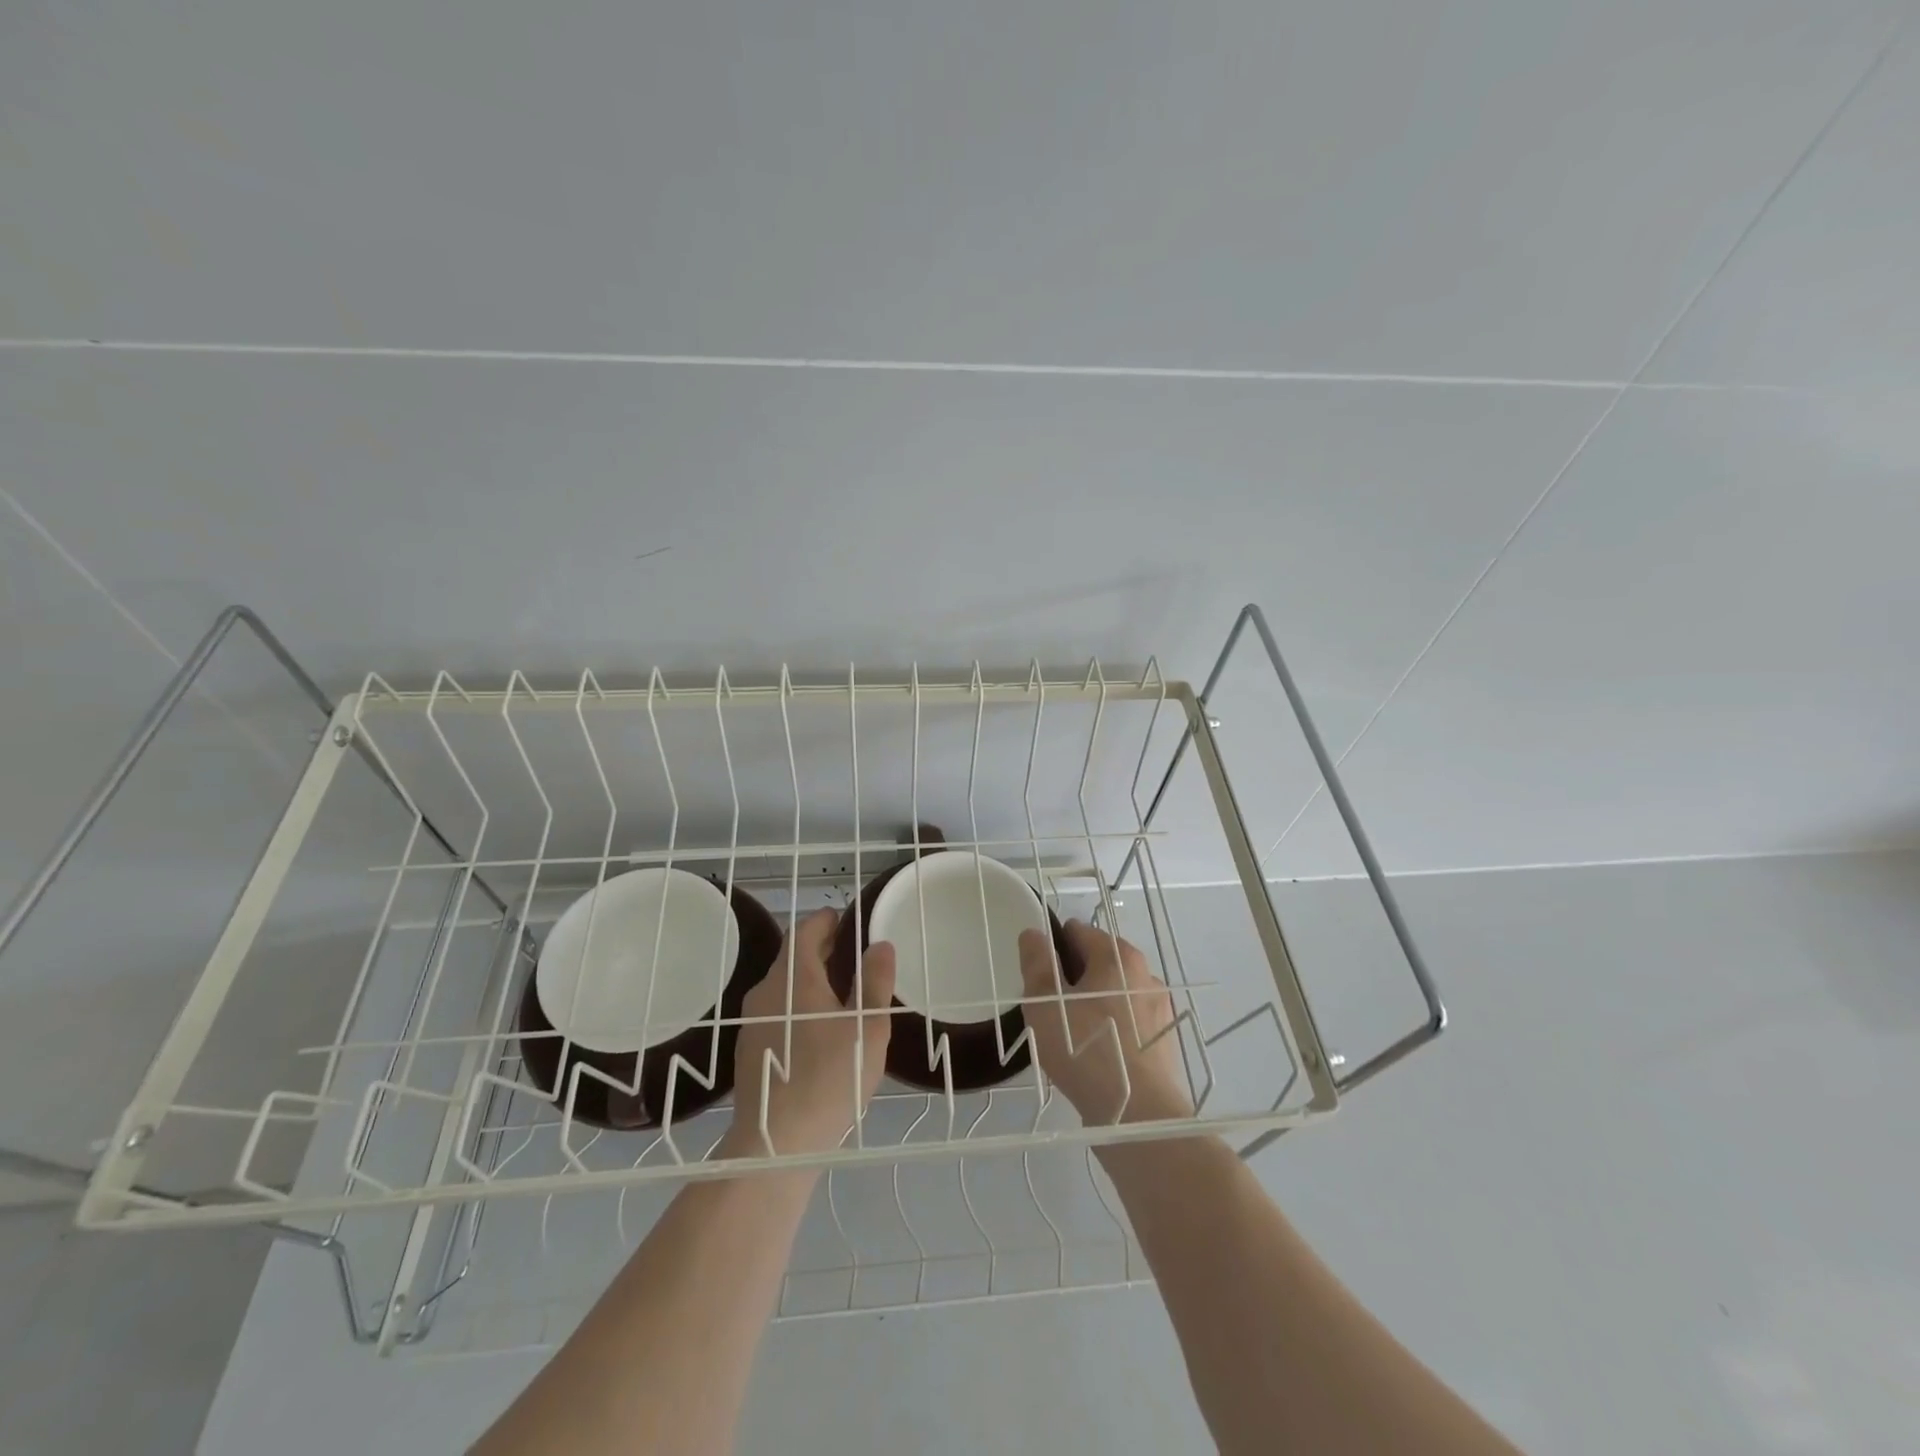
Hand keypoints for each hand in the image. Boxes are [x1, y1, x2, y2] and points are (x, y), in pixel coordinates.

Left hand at [727, 908, 894, 1157]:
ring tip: (840, 991)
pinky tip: (817, 1030)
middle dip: (820, 949)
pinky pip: (775, 1011)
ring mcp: (752, 1021)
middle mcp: (766, 990)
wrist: (777, 1143)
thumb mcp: (868, 1027)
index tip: (846, 920)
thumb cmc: (831, 1076)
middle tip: (850, 953)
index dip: (826, 921)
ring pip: (783, 986)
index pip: (805, 930)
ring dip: (809, 980)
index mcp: (793, 976)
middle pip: (792, 957)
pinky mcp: (748, 1049)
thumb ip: (875, 982)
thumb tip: (880, 944)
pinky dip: (796, 1006)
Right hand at [1018, 919, 1192, 1126]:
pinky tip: (1094, 1059)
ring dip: (1092, 1007)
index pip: (1078, 932)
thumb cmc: (1085, 1049)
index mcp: (1118, 955)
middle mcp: (1145, 974)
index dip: (1052, 950)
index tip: (1038, 981)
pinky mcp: (1164, 1043)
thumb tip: (1034, 933)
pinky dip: (1110, 1032)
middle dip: (1072, 980)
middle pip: (1098, 963)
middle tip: (1050, 1013)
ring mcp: (1159, 1010)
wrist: (1139, 1116)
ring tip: (1070, 1040)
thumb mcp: (1045, 1003)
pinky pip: (1128, 1025)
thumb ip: (1037, 963)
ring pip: (1113, 996)